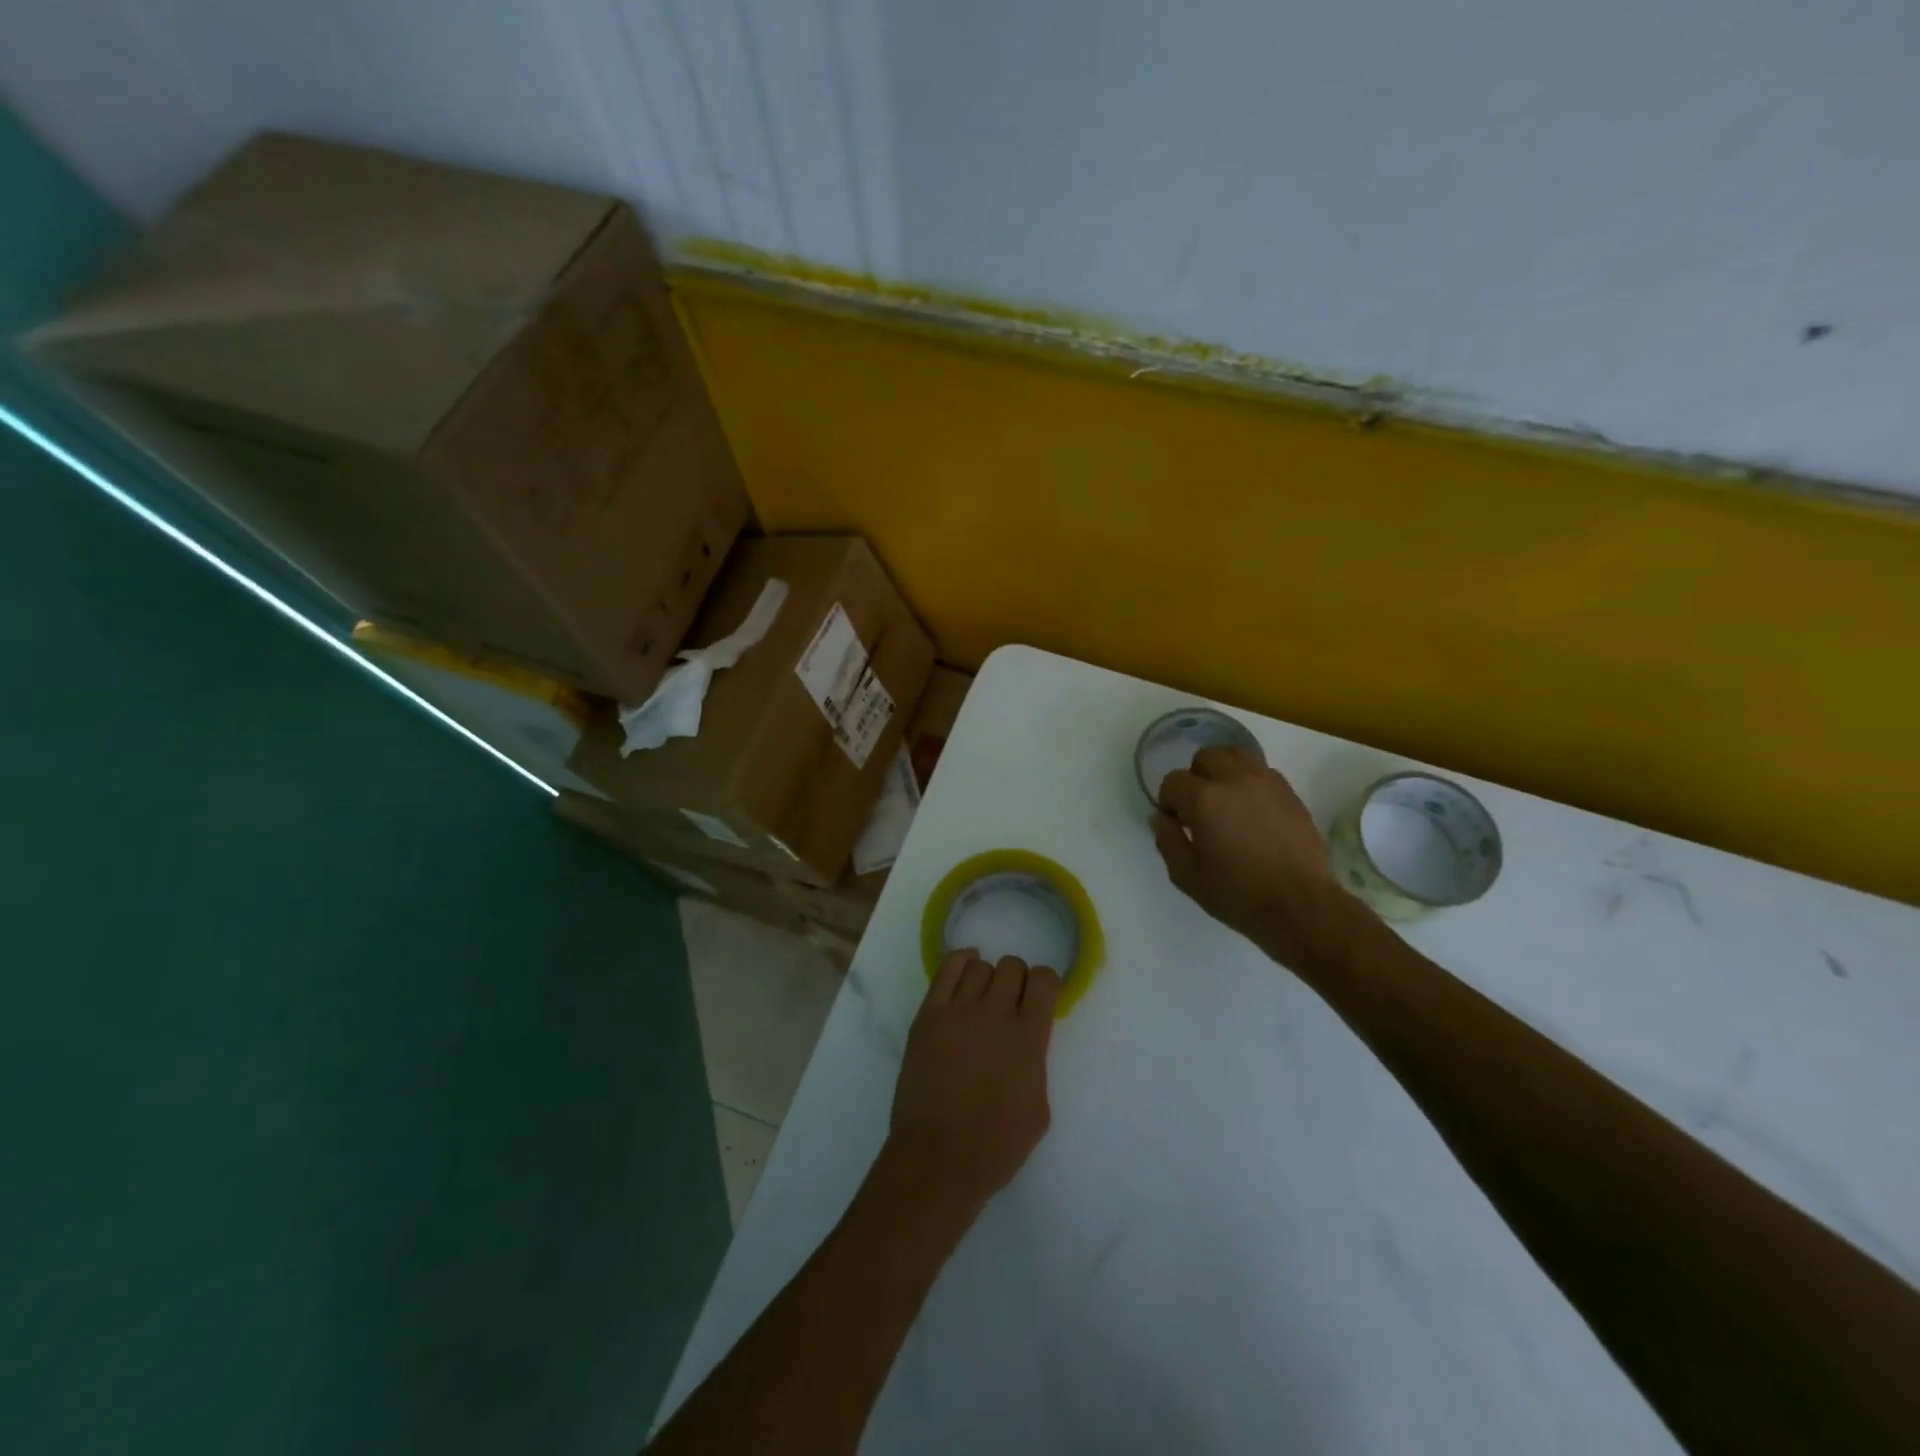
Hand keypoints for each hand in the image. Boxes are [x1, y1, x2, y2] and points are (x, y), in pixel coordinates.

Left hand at [886, 950, 1060, 1212]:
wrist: (937, 1159)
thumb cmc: (995, 1146)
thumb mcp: (1039, 1108)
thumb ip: (1036, 1062)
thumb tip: (1026, 1041)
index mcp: (1028, 1038)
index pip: (1044, 980)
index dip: (1046, 984)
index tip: (1040, 999)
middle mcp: (994, 1014)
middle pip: (1012, 966)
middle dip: (1017, 980)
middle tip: (1011, 1004)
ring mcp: (957, 1011)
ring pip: (980, 967)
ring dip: (988, 978)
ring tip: (983, 999)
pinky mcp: (928, 1016)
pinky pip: (946, 970)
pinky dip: (960, 962)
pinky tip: (965, 969)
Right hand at [1153, 745, 1355, 968]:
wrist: (1301, 905)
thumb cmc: (1238, 894)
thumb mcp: (1187, 876)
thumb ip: (1167, 841)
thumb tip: (1161, 818)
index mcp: (1204, 799)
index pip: (1174, 781)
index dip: (1168, 801)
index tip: (1176, 823)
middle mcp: (1234, 780)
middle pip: (1206, 757)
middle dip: (1195, 778)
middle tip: (1199, 808)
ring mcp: (1266, 783)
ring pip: (1237, 755)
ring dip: (1224, 770)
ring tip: (1225, 799)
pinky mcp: (1290, 793)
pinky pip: (1263, 772)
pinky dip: (1250, 781)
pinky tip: (1252, 809)